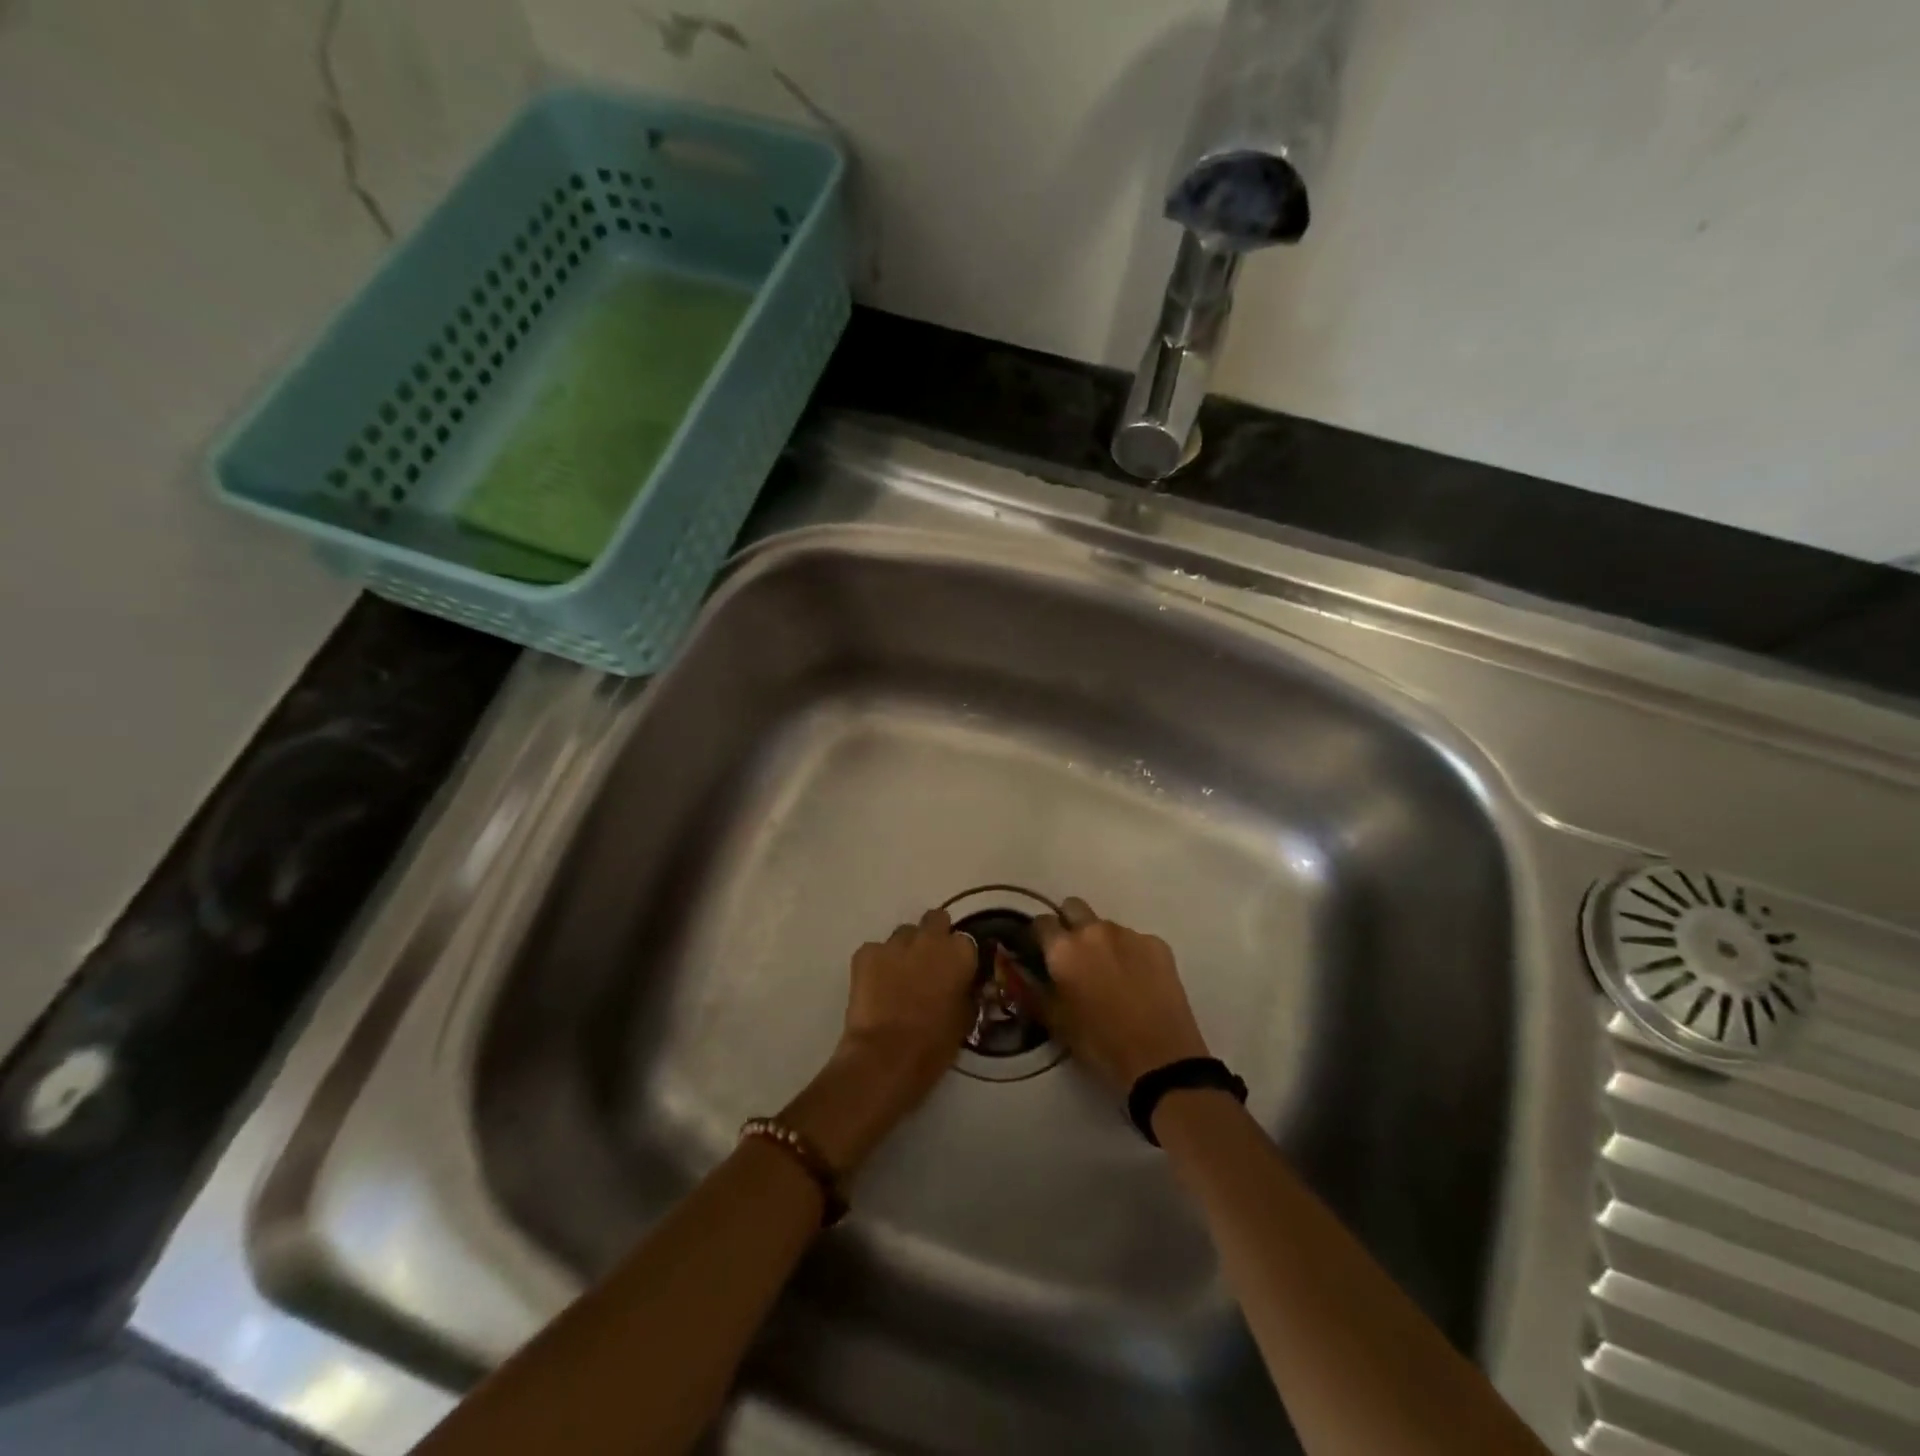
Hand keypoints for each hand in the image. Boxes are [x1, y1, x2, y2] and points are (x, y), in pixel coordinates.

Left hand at [782, 908, 975, 1174]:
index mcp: (960, 953)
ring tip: (898, 977)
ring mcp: (895, 943)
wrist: (886, 1057)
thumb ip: (965, 992)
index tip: (954, 971)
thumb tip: (962, 986)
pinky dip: (876, 963)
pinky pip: (875, 950)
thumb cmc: (934, 1044)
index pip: (965, 941)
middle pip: (935, 920)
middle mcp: (930, 938)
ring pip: (903, 935)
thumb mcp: (964, 1018)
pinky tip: (875, 986)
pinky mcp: (865, 952)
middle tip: (928, 963)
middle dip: (933, 936)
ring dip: (905, 950)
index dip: (958, 956)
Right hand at [1021, 897, 1209, 1094]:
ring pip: (1106, 925)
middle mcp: (1094, 931)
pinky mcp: (1157, 943)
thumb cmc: (1099, 1043)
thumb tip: (1023, 971)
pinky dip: (1131, 954)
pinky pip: (1135, 940)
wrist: (1160, 1059)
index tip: (1042, 951)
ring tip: (1111, 973)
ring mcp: (1128, 934)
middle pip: (1073, 907)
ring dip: (1102, 941)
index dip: (1040, 936)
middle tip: (1075, 953)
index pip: (1041, 922)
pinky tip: (1138, 981)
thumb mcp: (1056, 1021)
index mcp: (1063, 949)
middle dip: (1069, 923)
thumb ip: (1035, 989)